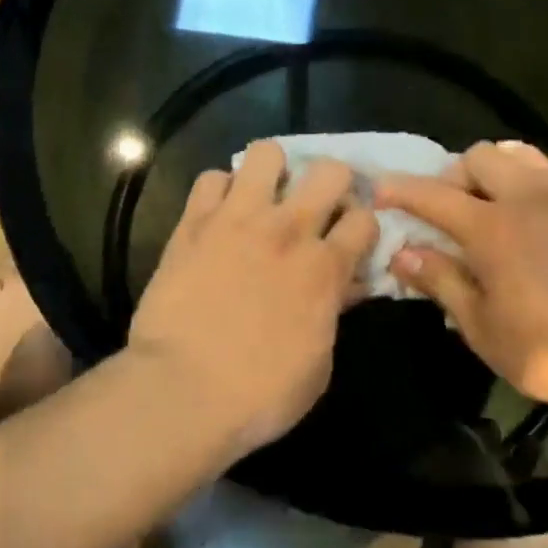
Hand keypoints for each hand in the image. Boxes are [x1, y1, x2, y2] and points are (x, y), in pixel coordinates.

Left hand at [130, 142, 379, 450]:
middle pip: (329, 170)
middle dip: (330, 184)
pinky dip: (219, 191)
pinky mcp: (194, 222)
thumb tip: (342, 286)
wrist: (182, 391)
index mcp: (324, 268)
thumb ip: (332, 314)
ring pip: (266, 153)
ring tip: (262, 197)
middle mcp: (288, 230)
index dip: (361, 228)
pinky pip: (211, 178)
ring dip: (271, 172)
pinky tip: (217, 214)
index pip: (365, 219)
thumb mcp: (318, 366)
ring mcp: (238, 219)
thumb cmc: (259, 394)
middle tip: (314, 208)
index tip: (350, 240)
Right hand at [374, 141, 547, 418]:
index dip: (401, 190)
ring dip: (492, 172)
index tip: (379, 191)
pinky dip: (528, 182)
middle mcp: (527, 198)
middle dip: (452, 176)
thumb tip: (403, 253)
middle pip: (477, 156)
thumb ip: (442, 283)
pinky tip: (531, 217)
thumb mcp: (484, 329)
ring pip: (516, 154)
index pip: (433, 195)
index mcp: (493, 229)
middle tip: (448, 213)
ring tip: (488, 207)